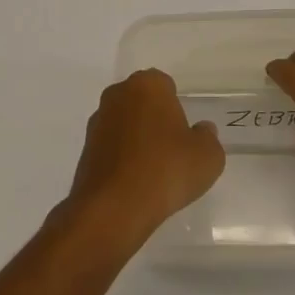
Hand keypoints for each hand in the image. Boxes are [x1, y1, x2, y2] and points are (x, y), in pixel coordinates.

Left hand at [66, 69, 224, 245]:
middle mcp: (118, 94)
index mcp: (148, 85)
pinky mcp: (85, 149)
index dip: (177, 109)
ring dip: (137, 139)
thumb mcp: (207, 156)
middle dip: (155, 120)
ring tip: (154, 172)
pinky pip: (112, 147)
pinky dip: (122, 159)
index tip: (184, 134)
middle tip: (172, 150)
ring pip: (126, 124)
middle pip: (143, 102)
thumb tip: (201, 131)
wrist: (113, 209)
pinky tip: (135, 183)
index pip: (166, 86)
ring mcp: (97, 121)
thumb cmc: (166, 170)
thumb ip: (208, 137)